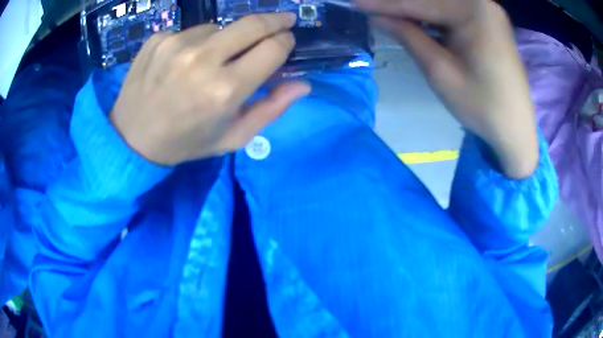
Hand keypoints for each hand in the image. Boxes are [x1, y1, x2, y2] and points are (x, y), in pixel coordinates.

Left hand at [110, 14, 309, 165]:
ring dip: (226, 38)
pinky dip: (196, 42)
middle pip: (253, 24)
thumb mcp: (233, 137)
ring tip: (212, 59)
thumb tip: (303, 83)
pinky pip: (191, 31)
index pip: (273, 48)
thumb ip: (272, 109)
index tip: (286, 41)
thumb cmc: (186, 142)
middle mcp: (202, 60)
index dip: (285, 42)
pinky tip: (183, 61)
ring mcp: (176, 44)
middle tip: (283, 21)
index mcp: (225, 90)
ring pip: (220, 27)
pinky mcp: (158, 38)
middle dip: (274, 21)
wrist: (131, 139)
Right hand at [357, 0, 538, 178]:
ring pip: (441, 4)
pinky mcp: (488, 21)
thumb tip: (378, 17)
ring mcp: (487, 11)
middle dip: (399, 4)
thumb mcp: (440, 71)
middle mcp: (482, 3)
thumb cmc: (482, 106)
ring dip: (414, 9)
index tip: (354, 3)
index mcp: (474, 11)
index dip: (384, 4)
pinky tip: (414, 19)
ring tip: (388, 15)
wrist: (516, 129)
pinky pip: (453, 11)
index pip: (419, 2)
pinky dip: (432, 15)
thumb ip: (409, 36)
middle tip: (370, 8)